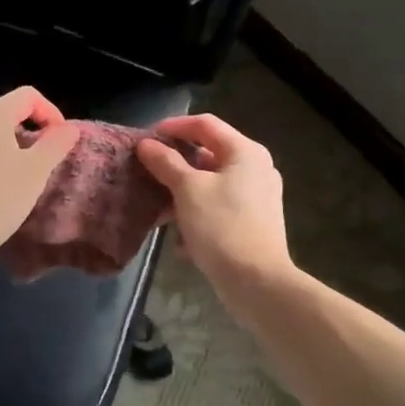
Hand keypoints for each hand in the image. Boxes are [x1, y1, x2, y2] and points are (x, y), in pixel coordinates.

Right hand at [137, 114, 291, 285]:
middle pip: (208, 155)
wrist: (256, 281)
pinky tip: (182, 242)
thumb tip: (147, 144)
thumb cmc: (221, 226)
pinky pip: (219, 209)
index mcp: (245, 152)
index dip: (174, 126)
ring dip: (183, 196)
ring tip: (161, 213)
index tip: (147, 138)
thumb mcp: (188, 190)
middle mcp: (256, 169)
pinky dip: (198, 218)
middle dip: (176, 167)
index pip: (205, 124)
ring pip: (211, 186)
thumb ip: (166, 163)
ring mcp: (258, 198)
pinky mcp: (253, 223)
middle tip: (148, 174)